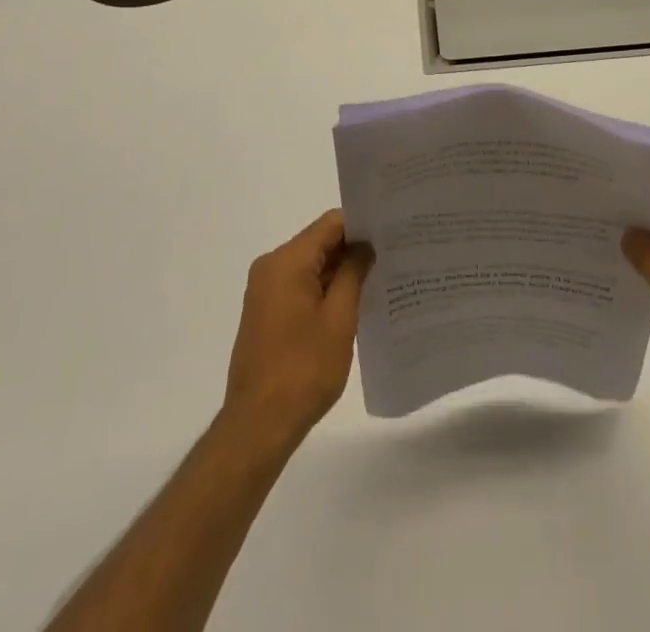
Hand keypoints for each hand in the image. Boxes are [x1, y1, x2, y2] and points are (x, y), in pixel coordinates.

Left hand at [221, 209, 373, 453]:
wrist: (258, 425)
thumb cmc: (304, 369)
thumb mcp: (340, 318)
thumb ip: (353, 273)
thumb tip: (365, 246)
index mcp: (287, 261)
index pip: (330, 224)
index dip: (361, 225)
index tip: (390, 233)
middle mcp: (271, 267)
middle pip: (319, 242)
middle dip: (353, 249)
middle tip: (391, 256)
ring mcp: (265, 290)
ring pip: (310, 265)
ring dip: (339, 272)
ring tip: (378, 279)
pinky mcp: (265, 312)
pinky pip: (299, 285)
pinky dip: (324, 289)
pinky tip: (352, 304)